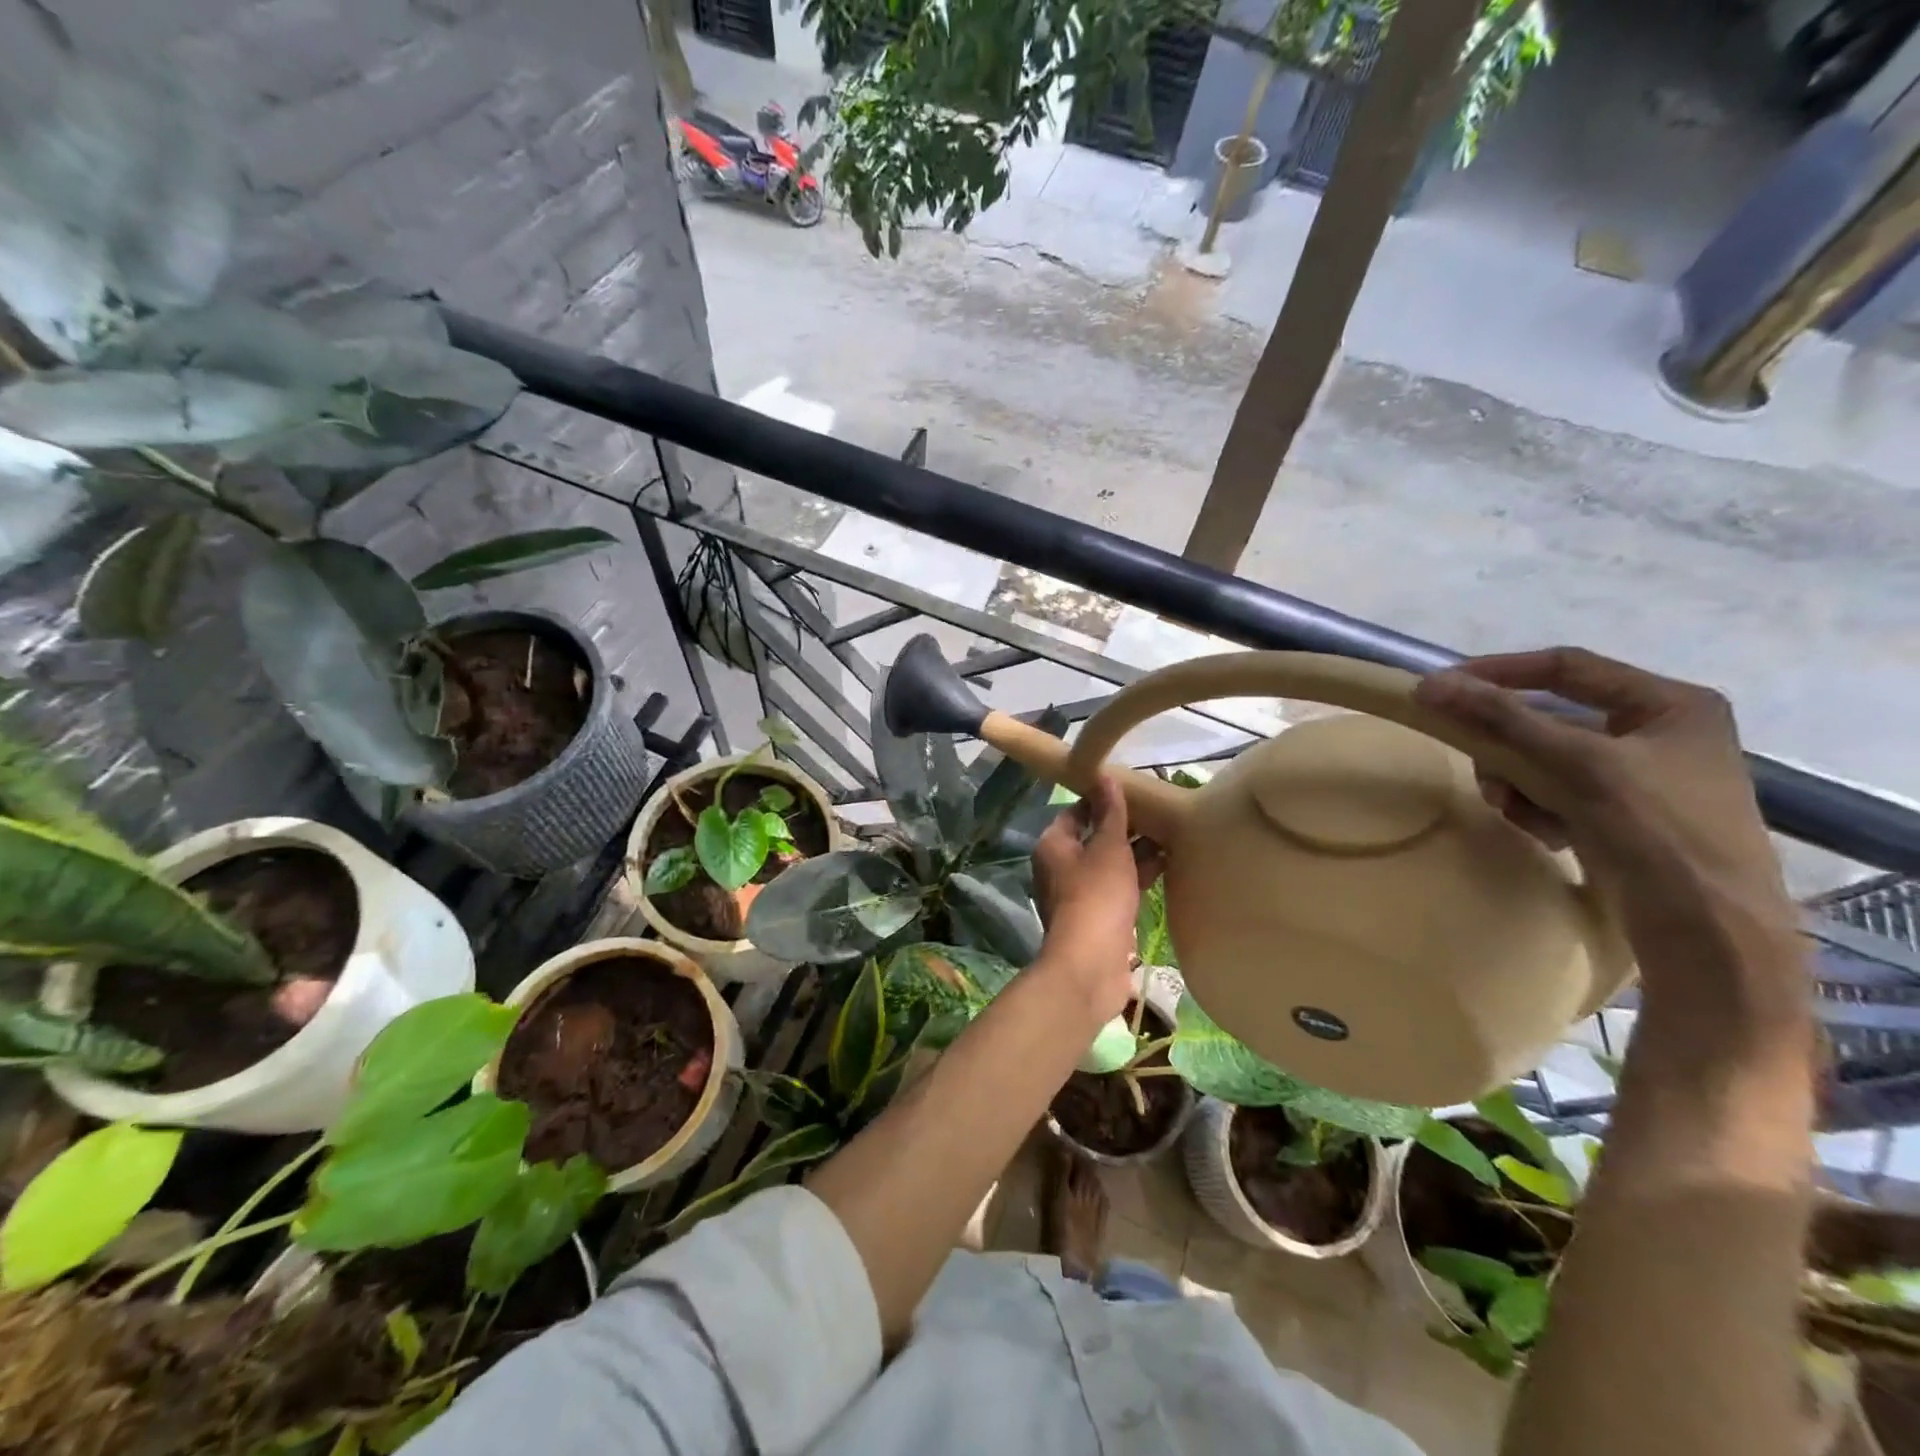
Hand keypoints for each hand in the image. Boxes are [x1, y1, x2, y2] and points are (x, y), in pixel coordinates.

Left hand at [1030, 775, 1162, 1022]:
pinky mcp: (1097, 917)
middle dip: (1125, 827)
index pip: (1076, 812)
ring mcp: (1078, 894)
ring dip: (1135, 852)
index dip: (1103, 800)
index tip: (1134, 792)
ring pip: (1108, 864)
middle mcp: (1060, 867)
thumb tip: (1104, 775)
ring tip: (1171, 835)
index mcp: (1053, 845)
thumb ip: (1111, 812)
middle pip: (1094, 838)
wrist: (1091, 963)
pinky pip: (1117, 887)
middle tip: (1159, 813)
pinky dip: (1137, 876)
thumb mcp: (1108, 847)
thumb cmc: (1097, 895)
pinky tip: (1167, 866)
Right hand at [1412, 648, 1802, 1013]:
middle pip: (1550, 719)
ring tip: (1514, 811)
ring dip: (1518, 783)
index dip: (1500, 672)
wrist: (1709, 935)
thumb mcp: (1577, 765)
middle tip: (1479, 768)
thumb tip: (1430, 684)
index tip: (1442, 688)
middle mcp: (1656, 733)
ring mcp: (1638, 778)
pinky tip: (1546, 835)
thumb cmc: (1658, 832)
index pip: (1566, 668)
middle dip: (1508, 747)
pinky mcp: (1619, 817)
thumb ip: (1503, 720)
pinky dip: (1538, 809)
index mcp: (1670, 704)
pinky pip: (1555, 793)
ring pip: (1545, 759)